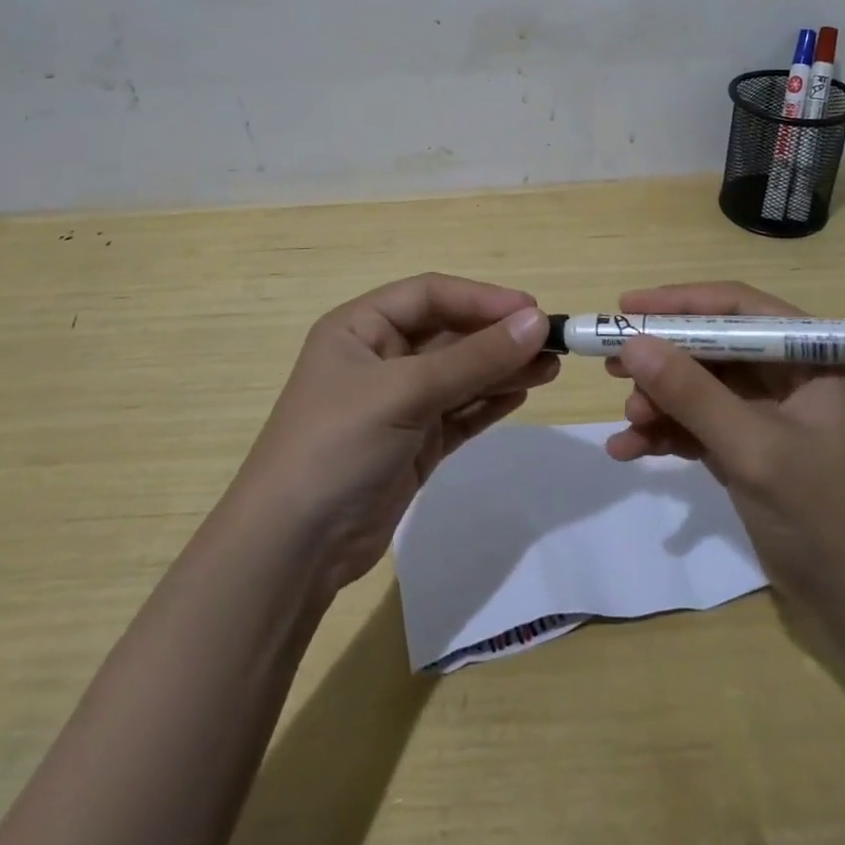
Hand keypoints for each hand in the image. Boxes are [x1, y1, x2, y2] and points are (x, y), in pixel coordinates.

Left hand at [233, 273, 557, 592]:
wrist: (292, 549)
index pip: (431, 294)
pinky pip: (460, 411)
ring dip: (502, 369)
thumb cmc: (338, 445)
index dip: (482, 298)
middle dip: (499, 336)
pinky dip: (489, 402)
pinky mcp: (414, 442)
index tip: (532, 310)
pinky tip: (522, 395)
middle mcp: (380, 357)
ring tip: (550, 369)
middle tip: (552, 343)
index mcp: (361, 327)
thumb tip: (536, 321)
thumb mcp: (405, 392)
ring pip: (461, 373)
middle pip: (450, 333)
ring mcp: (399, 402)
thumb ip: (474, 358)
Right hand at [604, 281, 844, 602]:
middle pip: (711, 345)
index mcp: (811, 354)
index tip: (626, 307)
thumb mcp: (752, 447)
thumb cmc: (822, 513)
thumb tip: (631, 342)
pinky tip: (628, 449)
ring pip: (699, 384)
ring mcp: (766, 409)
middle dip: (662, 358)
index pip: (738, 307)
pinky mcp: (747, 443)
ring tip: (629, 419)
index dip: (680, 303)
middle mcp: (788, 372)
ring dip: (660, 400)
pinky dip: (666, 432)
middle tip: (611, 363)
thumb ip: (691, 393)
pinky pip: (698, 422)